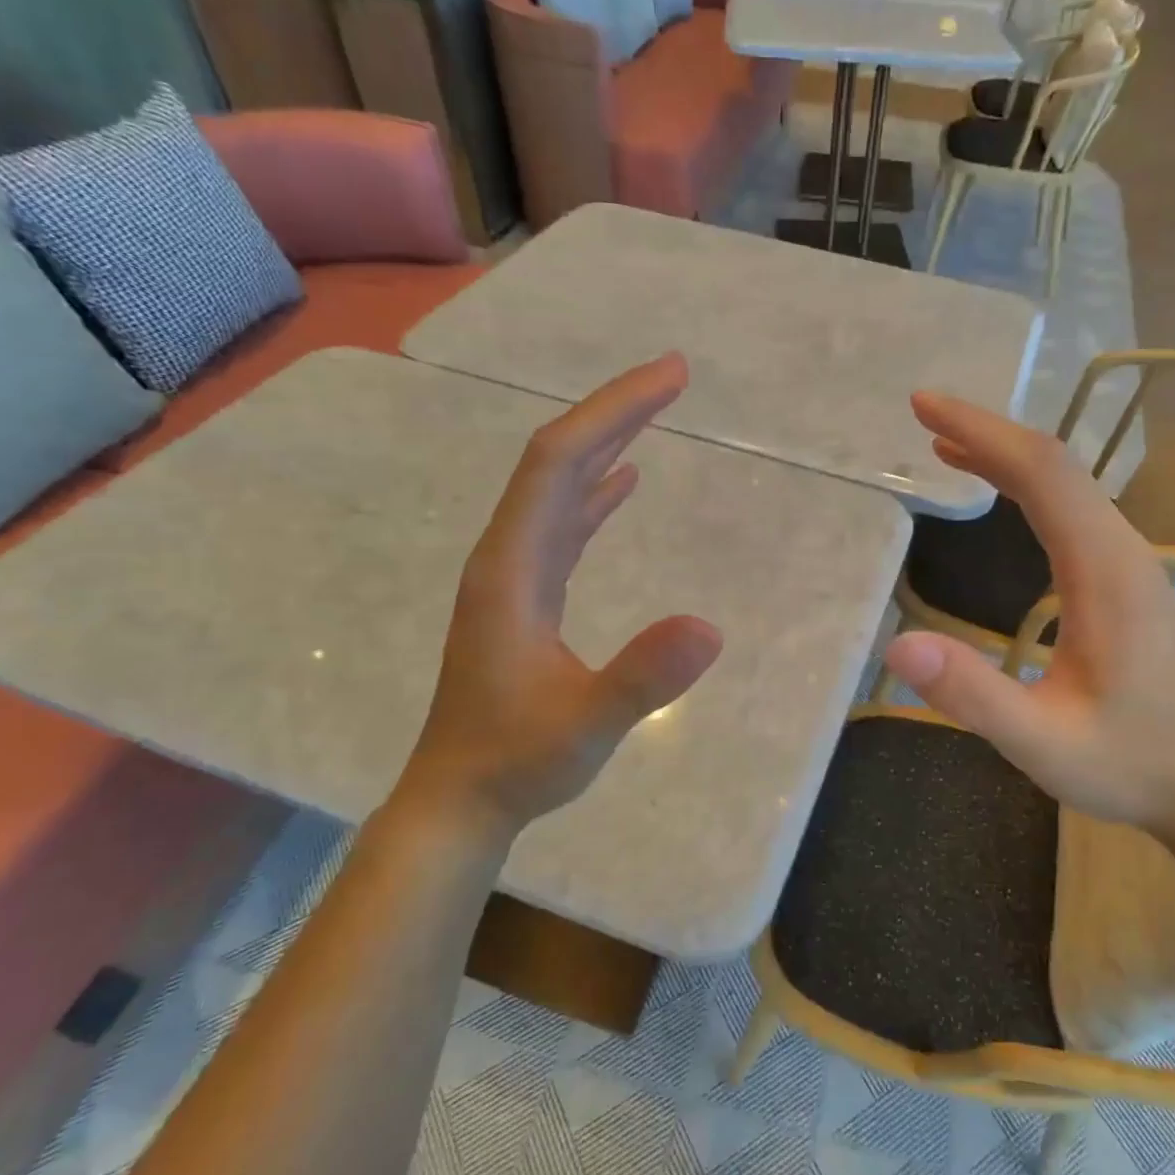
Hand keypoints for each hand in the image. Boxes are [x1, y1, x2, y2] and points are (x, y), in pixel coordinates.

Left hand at [398, 354, 722, 830]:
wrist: (461, 798)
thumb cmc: (518, 762)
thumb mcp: (587, 724)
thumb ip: (642, 678)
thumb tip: (712, 627)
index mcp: (511, 568)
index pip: (559, 463)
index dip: (613, 411)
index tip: (670, 378)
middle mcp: (508, 556)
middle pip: (556, 460)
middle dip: (616, 411)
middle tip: (674, 376)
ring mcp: (515, 575)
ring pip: (559, 488)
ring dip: (607, 443)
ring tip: (654, 411)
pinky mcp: (527, 596)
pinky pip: (564, 523)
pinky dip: (596, 492)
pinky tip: (624, 482)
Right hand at [882, 393, 1174, 837]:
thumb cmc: (1129, 765)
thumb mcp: (1041, 742)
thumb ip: (973, 696)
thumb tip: (897, 646)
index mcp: (1104, 572)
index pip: (1042, 474)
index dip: (982, 432)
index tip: (924, 406)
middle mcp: (1120, 550)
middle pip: (1054, 464)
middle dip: (987, 431)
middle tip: (923, 413)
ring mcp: (1126, 561)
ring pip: (1064, 483)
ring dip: (1004, 454)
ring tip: (944, 444)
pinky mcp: (1121, 577)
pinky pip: (1069, 509)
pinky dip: (1024, 485)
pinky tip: (997, 494)